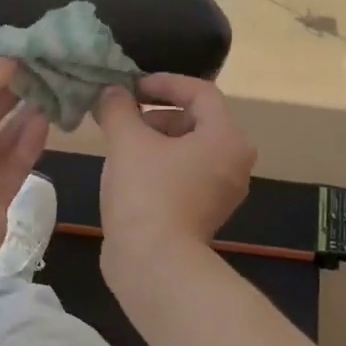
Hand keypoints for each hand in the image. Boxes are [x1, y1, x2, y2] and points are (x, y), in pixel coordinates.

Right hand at [95, 73, 255, 266]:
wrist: (154, 263)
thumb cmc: (146, 193)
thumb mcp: (126, 141)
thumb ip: (118, 108)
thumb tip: (112, 92)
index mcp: (226, 138)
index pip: (200, 92)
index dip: (164, 82)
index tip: (131, 87)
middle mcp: (234, 162)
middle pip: (196, 120)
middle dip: (155, 114)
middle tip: (121, 118)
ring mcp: (222, 191)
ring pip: (188, 149)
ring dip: (154, 140)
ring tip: (119, 145)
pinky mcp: (205, 213)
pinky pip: (184, 174)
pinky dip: (160, 165)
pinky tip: (129, 173)